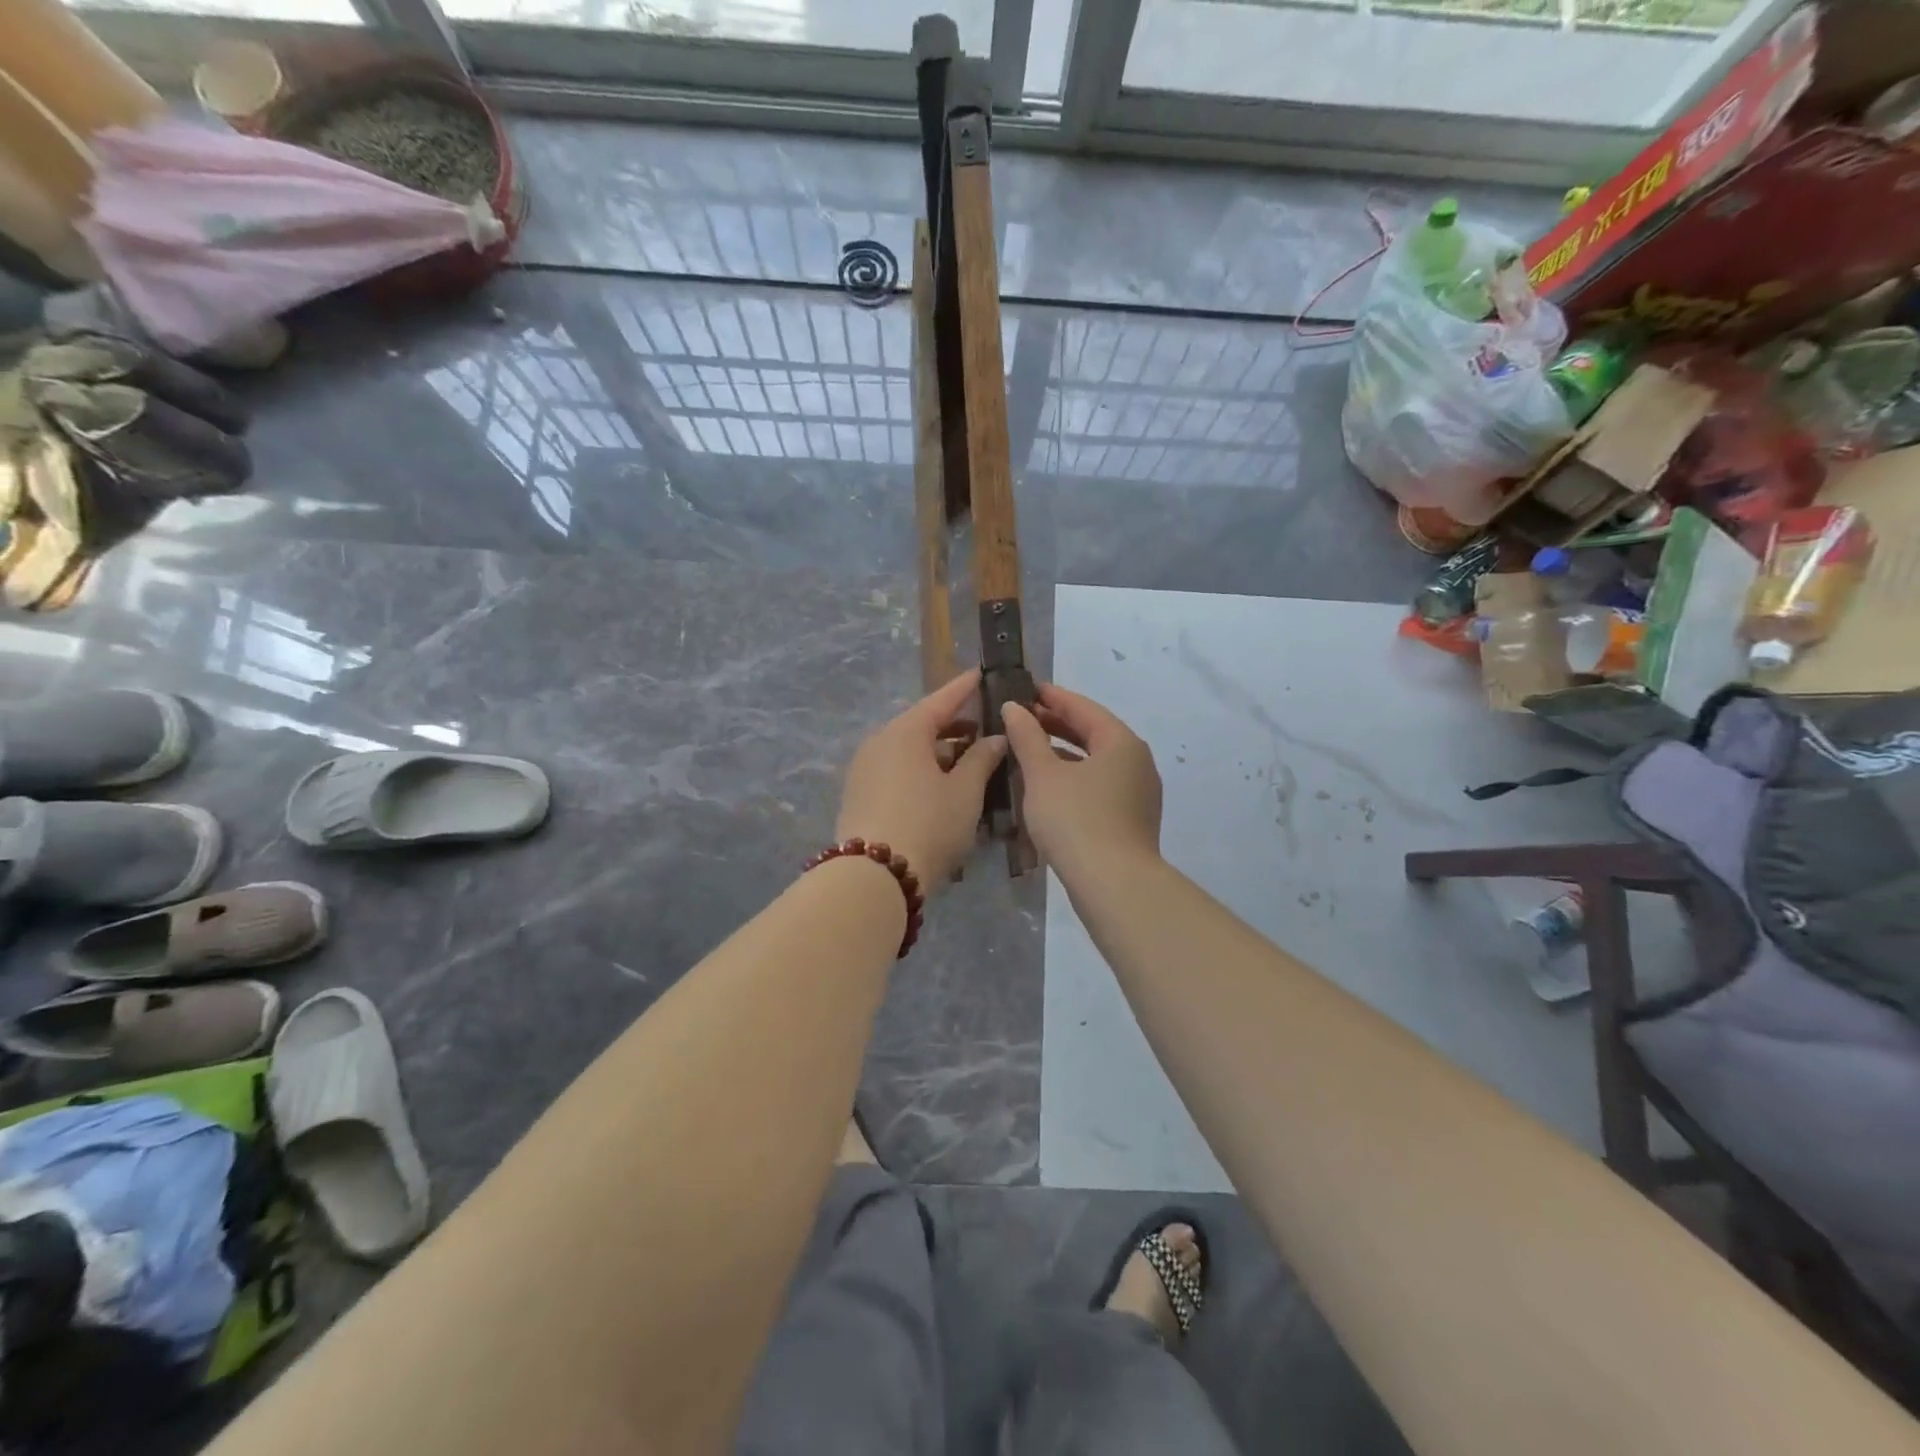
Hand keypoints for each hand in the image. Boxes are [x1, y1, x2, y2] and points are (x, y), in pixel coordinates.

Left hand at [837, 669, 1007, 889]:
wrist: (873, 877)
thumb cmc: (928, 825)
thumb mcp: (964, 792)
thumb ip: (982, 759)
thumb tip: (995, 738)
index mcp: (904, 732)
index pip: (941, 700)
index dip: (964, 688)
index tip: (981, 673)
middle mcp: (879, 742)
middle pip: (921, 725)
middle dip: (954, 726)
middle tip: (985, 728)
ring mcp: (864, 769)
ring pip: (908, 750)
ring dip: (938, 752)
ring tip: (969, 761)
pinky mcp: (859, 795)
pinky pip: (896, 770)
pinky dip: (920, 770)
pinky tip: (941, 786)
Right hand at [1002, 684, 1160, 879]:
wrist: (1113, 885)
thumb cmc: (1075, 820)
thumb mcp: (1042, 775)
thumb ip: (1027, 737)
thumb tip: (1015, 708)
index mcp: (1121, 742)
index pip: (1083, 708)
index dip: (1052, 697)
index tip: (1025, 689)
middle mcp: (1137, 761)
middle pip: (1093, 733)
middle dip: (1057, 725)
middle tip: (1022, 718)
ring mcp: (1139, 792)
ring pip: (1096, 762)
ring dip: (1063, 753)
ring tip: (1029, 751)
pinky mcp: (1132, 819)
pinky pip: (1100, 785)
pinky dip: (1074, 778)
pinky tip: (1048, 787)